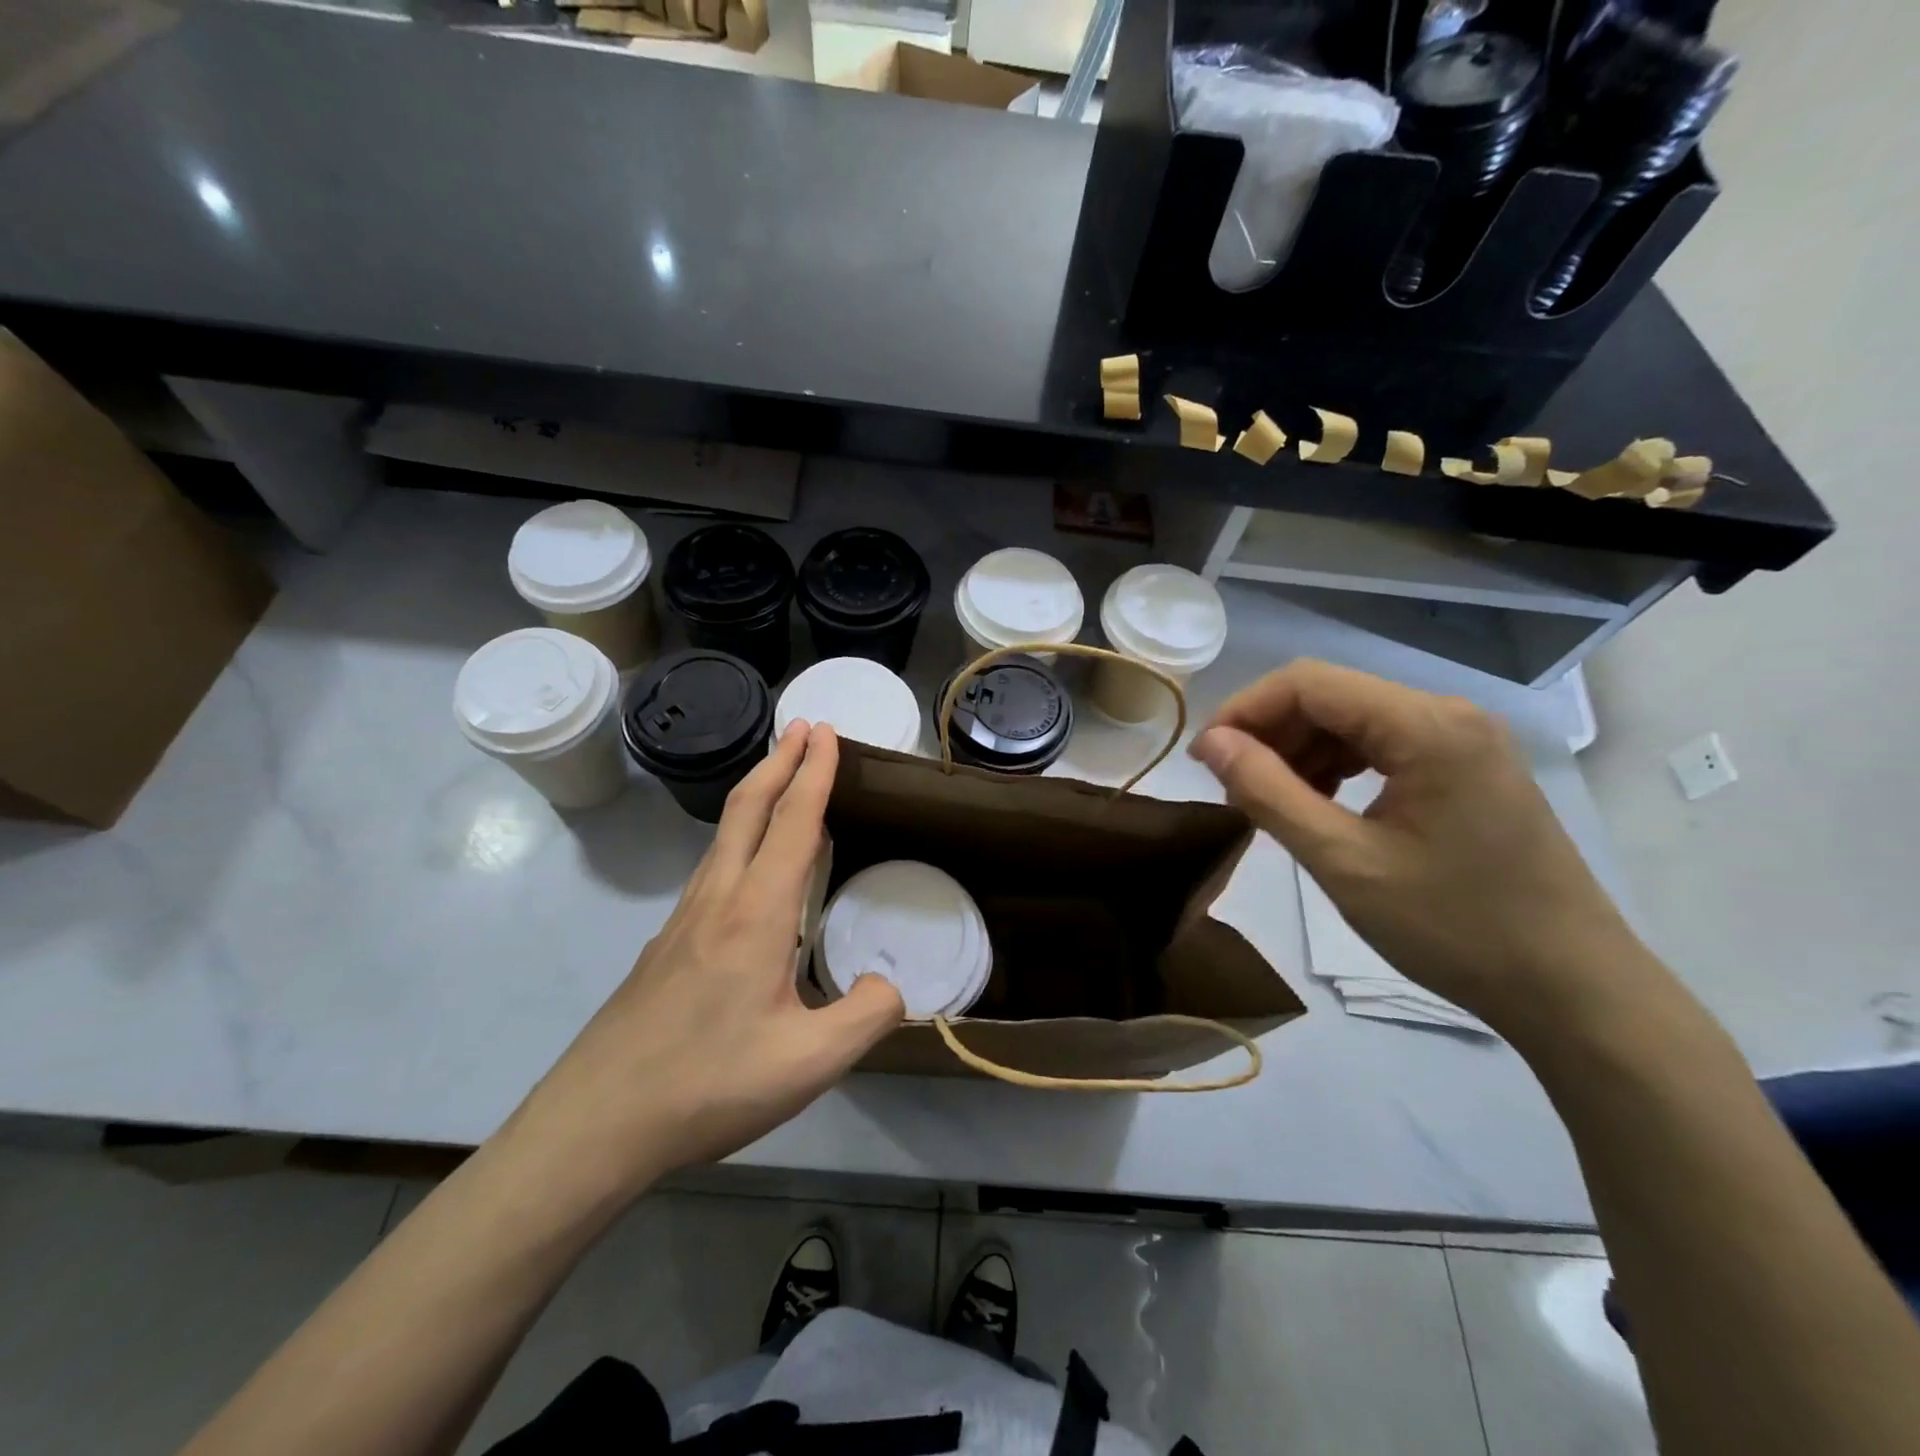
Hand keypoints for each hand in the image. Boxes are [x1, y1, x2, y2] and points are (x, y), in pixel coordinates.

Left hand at [511, 722, 903, 1200]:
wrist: (597, 1122)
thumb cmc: (708, 1083)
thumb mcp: (810, 1062)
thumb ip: (866, 1015)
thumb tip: (889, 984)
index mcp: (756, 913)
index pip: (794, 823)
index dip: (814, 772)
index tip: (826, 731)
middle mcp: (717, 899)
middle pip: (748, 808)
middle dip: (780, 761)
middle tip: (803, 727)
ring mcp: (684, 919)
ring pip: (724, 836)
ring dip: (757, 795)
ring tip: (782, 781)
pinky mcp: (667, 945)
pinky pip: (712, 869)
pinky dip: (740, 838)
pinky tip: (748, 868)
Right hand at [1190, 661, 1649, 1030]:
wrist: (1571, 989)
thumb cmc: (1454, 928)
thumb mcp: (1344, 862)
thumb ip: (1269, 793)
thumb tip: (1210, 743)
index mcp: (1426, 726)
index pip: (1308, 683)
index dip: (1244, 710)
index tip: (1204, 759)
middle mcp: (1448, 714)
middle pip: (1331, 696)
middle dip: (1270, 733)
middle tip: (1233, 789)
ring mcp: (1463, 740)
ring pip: (1352, 719)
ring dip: (1300, 751)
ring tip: (1270, 802)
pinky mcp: (1468, 767)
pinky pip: (1382, 744)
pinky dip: (1337, 766)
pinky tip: (1319, 804)